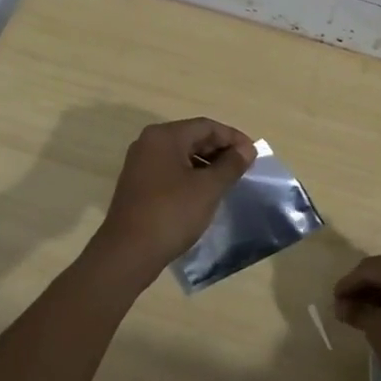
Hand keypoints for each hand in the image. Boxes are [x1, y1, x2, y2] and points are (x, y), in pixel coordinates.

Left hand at [83, 118, 255, 291]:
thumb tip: (247, 150)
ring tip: (228, 182)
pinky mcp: (138, 185)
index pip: (206, 126)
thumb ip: (231, 165)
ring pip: (182, 155)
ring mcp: (140, 164)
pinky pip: (170, 171)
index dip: (233, 138)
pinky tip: (205, 193)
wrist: (127, 254)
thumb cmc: (171, 214)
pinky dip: (191, 176)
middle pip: (193, 138)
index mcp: (165, 136)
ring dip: (207, 165)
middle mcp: (149, 143)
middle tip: (244, 168)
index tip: (253, 155)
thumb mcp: (208, 188)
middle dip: (220, 150)